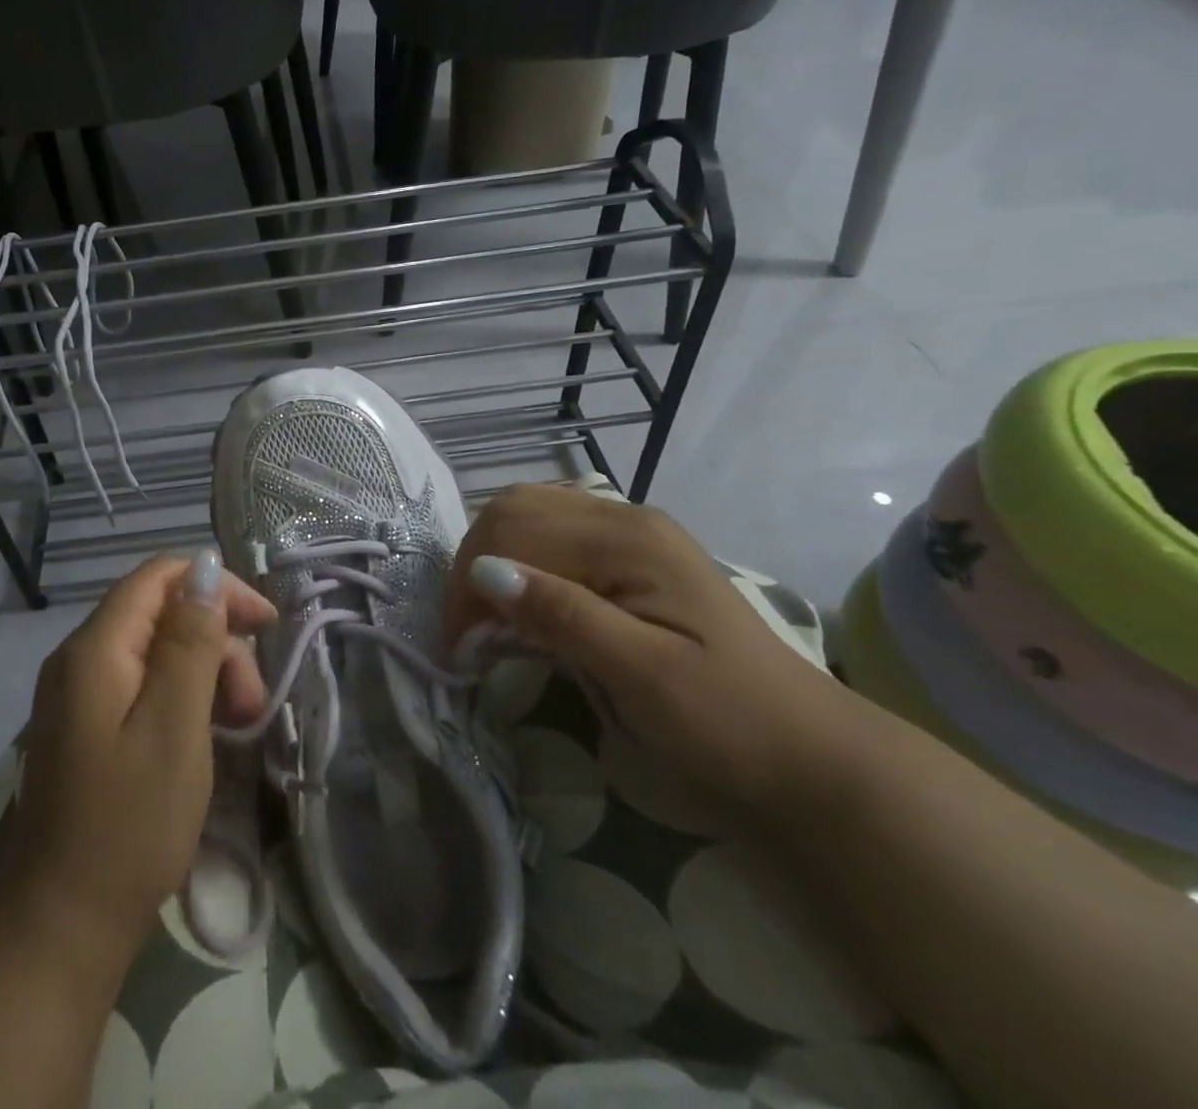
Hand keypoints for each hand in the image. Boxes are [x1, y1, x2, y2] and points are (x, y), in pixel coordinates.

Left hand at [0, 550, 275, 969]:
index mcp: (95, 647)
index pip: (159, 576)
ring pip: (156, 650)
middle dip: (216, 640)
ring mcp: (79, 694)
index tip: (264, 626)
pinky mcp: (87, 726)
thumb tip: (203, 569)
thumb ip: (190, 641)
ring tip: (238, 723)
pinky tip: (206, 734)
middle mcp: (80, 657)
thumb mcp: (175, 725)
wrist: (62, 924)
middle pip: (160, 614)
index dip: (215, 586)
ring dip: (205, 672)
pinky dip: (182, 698)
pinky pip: (142, 685)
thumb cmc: (129, 823)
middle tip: (252, 700)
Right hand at [446, 484, 865, 828]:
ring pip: (530, 516)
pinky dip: (522, 564)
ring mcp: (631, 534)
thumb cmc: (727, 722)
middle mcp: (625, 518)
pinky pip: (556, 539)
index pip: (514, 530)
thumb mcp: (642, 675)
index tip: (456, 647)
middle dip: (474, 564)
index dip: (469, 583)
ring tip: (488, 620)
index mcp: (627, 539)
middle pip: (516, 509)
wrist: (812, 759)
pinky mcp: (632, 558)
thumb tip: (484, 572)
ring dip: (494, 560)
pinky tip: (525, 607)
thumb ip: (562, 615)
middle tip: (466, 632)